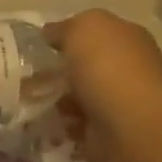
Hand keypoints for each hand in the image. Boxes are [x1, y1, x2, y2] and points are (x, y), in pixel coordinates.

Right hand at [45, 10, 161, 161]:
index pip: (96, 33)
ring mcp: (121, 103)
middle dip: (60, 72)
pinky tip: (51, 123)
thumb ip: (65, 27)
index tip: (40, 47)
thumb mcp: (82, 28)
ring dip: (59, 101)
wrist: (127, 125)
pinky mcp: (110, 133)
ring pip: (81, 97)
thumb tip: (51, 34)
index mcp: (128, 37)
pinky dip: (64, 126)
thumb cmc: (107, 67)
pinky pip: (79, 126)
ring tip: (35, 103)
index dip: (69, 37)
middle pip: (87, 67)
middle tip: (32, 77)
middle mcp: (129, 68)